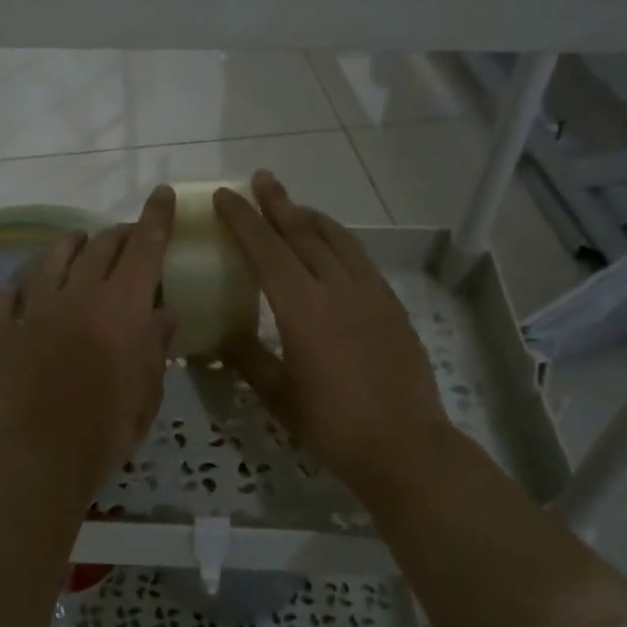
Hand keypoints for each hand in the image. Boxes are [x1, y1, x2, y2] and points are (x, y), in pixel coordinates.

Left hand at [0, 186, 176, 496]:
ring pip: (52, 259)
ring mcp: (36, 309)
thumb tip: (164, 313)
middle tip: (127, 236)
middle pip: (100, 247)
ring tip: (78, 240)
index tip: (162, 192)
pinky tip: (19, 289)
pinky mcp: (4, 330)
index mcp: (122, 306)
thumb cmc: (109, 425)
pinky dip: (18, 289)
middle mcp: (79, 294)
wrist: (42, 451)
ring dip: (70, 245)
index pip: (145, 247)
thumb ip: (155, 345)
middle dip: (118, 234)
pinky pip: (8, 298)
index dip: (156, 217)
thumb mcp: (148, 389)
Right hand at [214, 172, 456, 503]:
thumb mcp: (279, 397)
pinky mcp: (392, 306)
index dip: (244, 221)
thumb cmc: (333, 426)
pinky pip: (362, 261)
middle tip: (261, 179)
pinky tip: (335, 248)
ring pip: (339, 241)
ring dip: (313, 218)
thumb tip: (221, 336)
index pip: (267, 251)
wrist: (405, 446)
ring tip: (295, 206)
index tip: (226, 197)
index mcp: (303, 310)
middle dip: (279, 204)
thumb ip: (248, 359)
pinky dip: (341, 243)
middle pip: (304, 234)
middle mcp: (338, 290)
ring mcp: (371, 295)